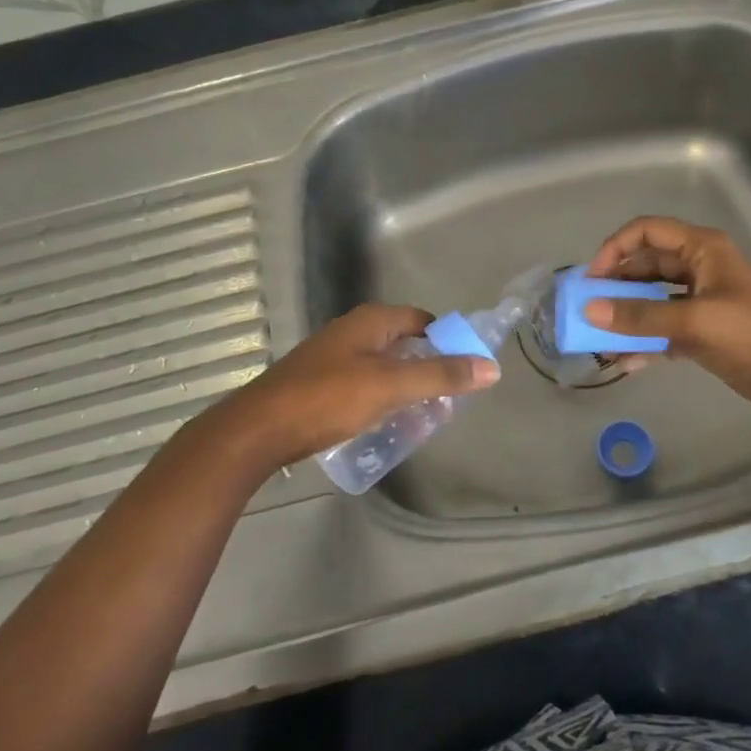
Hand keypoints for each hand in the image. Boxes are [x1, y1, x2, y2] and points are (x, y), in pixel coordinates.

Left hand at [193, 304, 498, 472]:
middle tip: (449, 400)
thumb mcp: (391, 386)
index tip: (467, 370)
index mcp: (370, 321)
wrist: (260, 429)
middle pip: (404, 344)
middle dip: (429, 369)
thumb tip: (490, 367)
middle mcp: (352, 332)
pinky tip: (386, 425)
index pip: (423, 321)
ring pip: (384, 367)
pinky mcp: (320, 384)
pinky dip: (382, 400)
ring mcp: (333, 358)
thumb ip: (441, 375)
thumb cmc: (328, 398)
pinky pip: (364, 385)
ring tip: (424, 418)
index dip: (448, 341)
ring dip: (406, 388)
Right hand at [585, 216, 750, 421]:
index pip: (646, 232)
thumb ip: (641, 316)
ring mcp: (703, 301)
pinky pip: (664, 329)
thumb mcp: (695, 323)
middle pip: (646, 266)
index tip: (592, 280)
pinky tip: (626, 362)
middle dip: (615, 287)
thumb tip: (590, 310)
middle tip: (587, 312)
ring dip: (626, 317)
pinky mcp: (706, 332)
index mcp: (702, 250)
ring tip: (599, 341)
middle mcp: (699, 269)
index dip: (615, 249)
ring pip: (653, 300)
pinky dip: (645, 341)